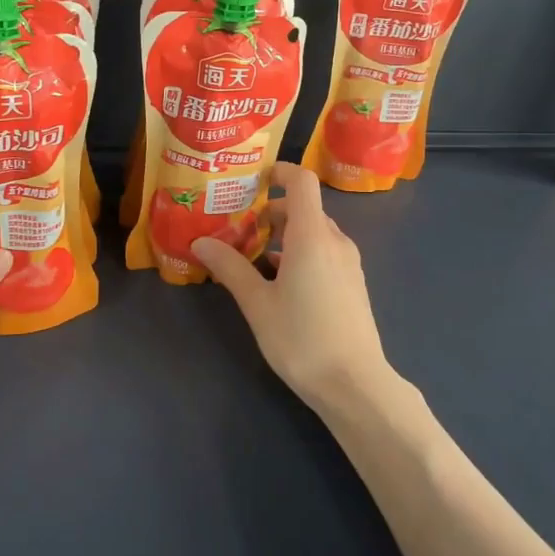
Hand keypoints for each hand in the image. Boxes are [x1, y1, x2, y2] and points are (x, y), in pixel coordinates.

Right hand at [192, 162, 402, 421]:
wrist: (354, 384)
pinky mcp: (351, 284)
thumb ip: (230, 268)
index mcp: (312, 236)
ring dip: (284, 235)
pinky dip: (300, 253)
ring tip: (251, 254)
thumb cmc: (301, 338)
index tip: (252, 179)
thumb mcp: (257, 304)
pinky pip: (324, 252)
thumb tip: (200, 242)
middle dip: (271, 210)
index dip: (280, 172)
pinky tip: (277, 280)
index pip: (302, 182)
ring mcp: (348, 263)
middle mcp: (335, 241)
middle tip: (238, 224)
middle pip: (305, 208)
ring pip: (314, 232)